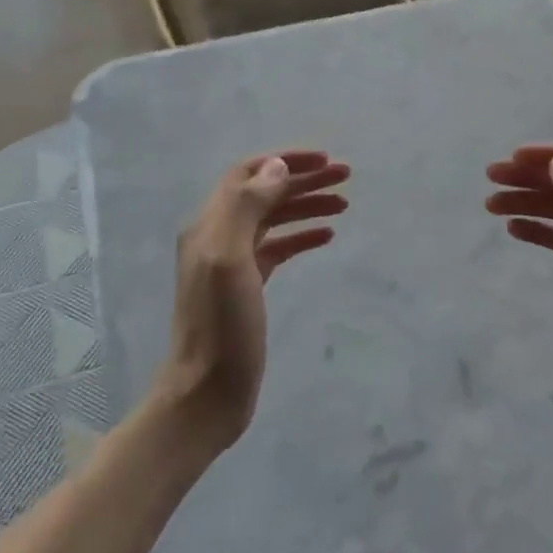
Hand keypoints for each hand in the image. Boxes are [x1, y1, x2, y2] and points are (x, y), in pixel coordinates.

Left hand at [153, 149, 349, 455]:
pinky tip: (326, 236)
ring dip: (306, 206)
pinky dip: (301, 236)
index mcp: (210, 224)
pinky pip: (277, 248)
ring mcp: (233, 263)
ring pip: (273, 219)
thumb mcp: (229, 260)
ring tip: (343, 204)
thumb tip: (276, 166)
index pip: (249, 175)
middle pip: (264, 194)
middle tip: (345, 176)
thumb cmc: (221, 327)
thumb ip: (246, 208)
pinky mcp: (247, 286)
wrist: (207, 392)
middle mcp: (218, 236)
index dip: (286, 161)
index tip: (326, 161)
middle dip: (303, 180)